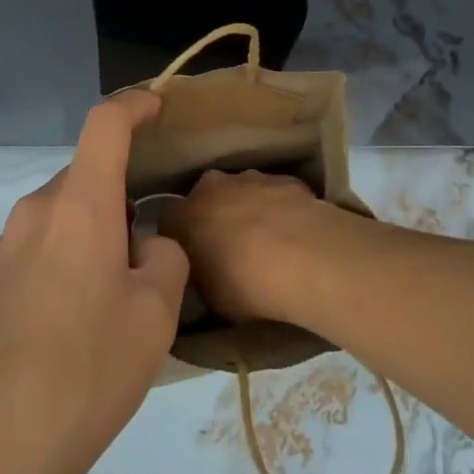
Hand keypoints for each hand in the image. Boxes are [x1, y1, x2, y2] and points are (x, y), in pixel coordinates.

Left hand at [0, 91, 187, 473]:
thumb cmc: (87, 372)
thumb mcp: (155, 315)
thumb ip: (166, 258)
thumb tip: (147, 245)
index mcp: (79, 205)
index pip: (105, 123)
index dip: (134, 104)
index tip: (157, 105)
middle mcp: (35, 212)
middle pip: (87, 176)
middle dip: (120, 196)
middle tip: (147, 251)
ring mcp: (3, 248)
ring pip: (63, 215)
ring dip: (93, 233)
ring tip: (113, 296)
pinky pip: (38, 247)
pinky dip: (65, 259)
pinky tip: (74, 322)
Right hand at [162, 168, 340, 325]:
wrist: (302, 257)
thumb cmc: (245, 285)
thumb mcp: (209, 296)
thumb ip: (200, 275)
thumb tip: (204, 271)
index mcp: (183, 215)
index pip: (170, 224)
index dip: (182, 242)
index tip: (194, 261)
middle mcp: (211, 187)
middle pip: (206, 199)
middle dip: (214, 218)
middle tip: (229, 249)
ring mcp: (249, 177)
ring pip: (241, 191)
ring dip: (248, 210)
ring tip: (266, 242)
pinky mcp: (284, 178)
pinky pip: (274, 194)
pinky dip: (278, 208)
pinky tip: (293, 234)